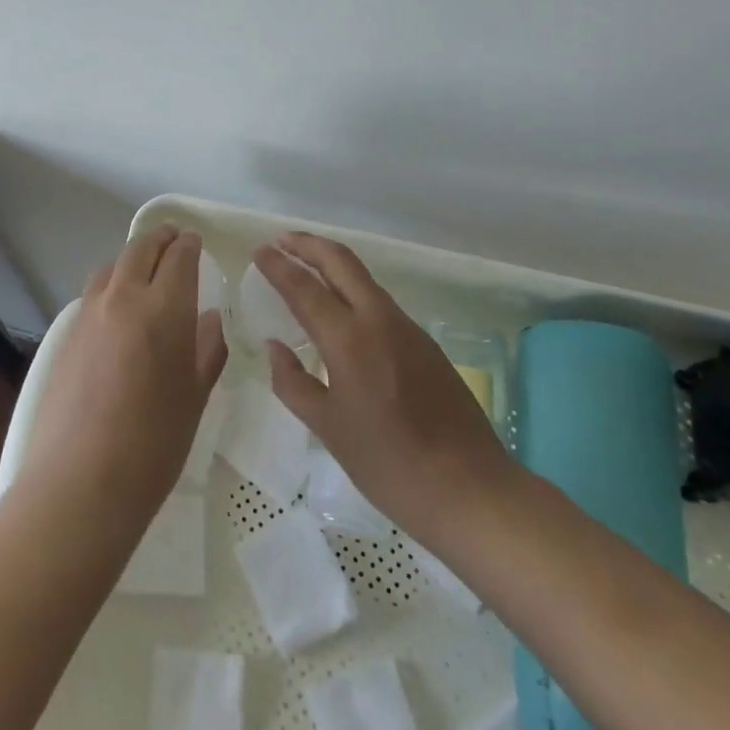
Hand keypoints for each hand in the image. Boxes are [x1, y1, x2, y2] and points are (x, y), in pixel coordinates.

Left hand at [19, 226, 227, 529]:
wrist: (81, 481)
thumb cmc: (154, 443)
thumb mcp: (195, 397)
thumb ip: (206, 349)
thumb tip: (209, 318)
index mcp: (164, 307)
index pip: (179, 256)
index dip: (189, 244)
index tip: (195, 242)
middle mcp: (124, 297)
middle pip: (141, 248)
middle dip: (161, 239)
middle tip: (174, 240)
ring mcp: (90, 314)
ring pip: (113, 266)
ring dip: (132, 258)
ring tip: (145, 272)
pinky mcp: (67, 334)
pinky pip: (94, 293)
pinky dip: (111, 285)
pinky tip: (118, 311)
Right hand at [256, 232, 515, 547]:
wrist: (471, 488)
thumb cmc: (389, 464)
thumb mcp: (328, 428)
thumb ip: (293, 382)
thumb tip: (274, 346)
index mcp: (349, 339)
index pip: (304, 287)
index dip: (278, 265)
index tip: (258, 250)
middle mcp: (378, 320)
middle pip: (340, 262)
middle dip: (308, 245)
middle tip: (280, 240)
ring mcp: (407, 328)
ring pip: (363, 278)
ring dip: (331, 263)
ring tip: (305, 266)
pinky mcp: (425, 343)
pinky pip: (379, 300)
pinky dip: (352, 288)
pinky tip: (341, 308)